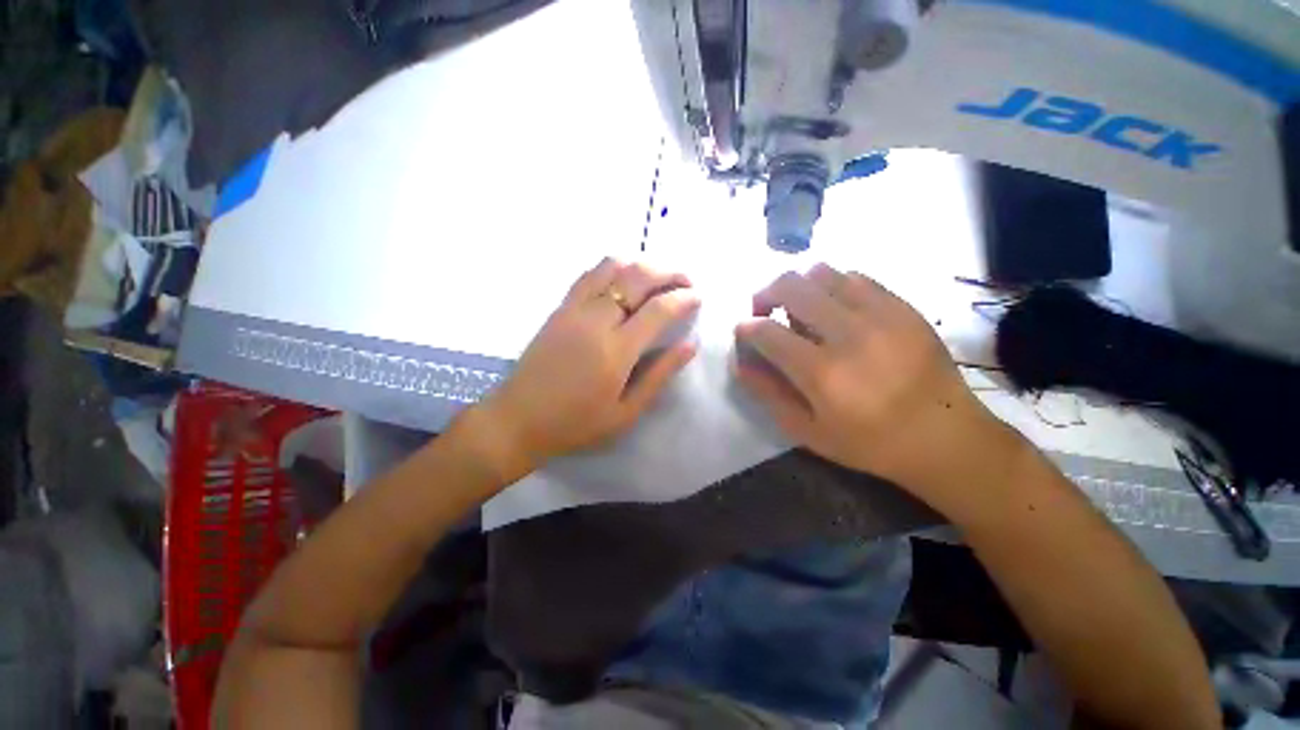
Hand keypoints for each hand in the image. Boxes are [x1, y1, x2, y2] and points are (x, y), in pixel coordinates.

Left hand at [475, 258, 699, 469]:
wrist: (519, 419)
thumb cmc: (576, 424)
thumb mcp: (627, 412)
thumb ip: (660, 374)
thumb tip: (690, 345)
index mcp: (616, 351)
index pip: (658, 309)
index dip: (684, 299)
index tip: (698, 298)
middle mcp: (596, 320)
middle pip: (638, 277)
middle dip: (669, 272)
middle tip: (686, 281)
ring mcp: (574, 309)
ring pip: (613, 266)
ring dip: (642, 264)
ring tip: (658, 277)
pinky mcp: (559, 308)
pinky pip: (590, 274)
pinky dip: (614, 267)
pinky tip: (624, 278)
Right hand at [734, 264, 1021, 515]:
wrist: (946, 437)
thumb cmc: (869, 443)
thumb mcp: (807, 431)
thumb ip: (768, 393)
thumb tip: (740, 362)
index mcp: (823, 373)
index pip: (766, 331)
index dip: (746, 327)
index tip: (743, 331)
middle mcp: (849, 334)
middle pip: (790, 285)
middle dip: (765, 293)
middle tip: (765, 311)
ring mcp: (881, 314)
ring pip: (821, 271)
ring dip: (798, 286)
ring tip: (800, 309)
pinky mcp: (902, 306)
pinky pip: (855, 277)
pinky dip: (831, 286)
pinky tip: (834, 308)